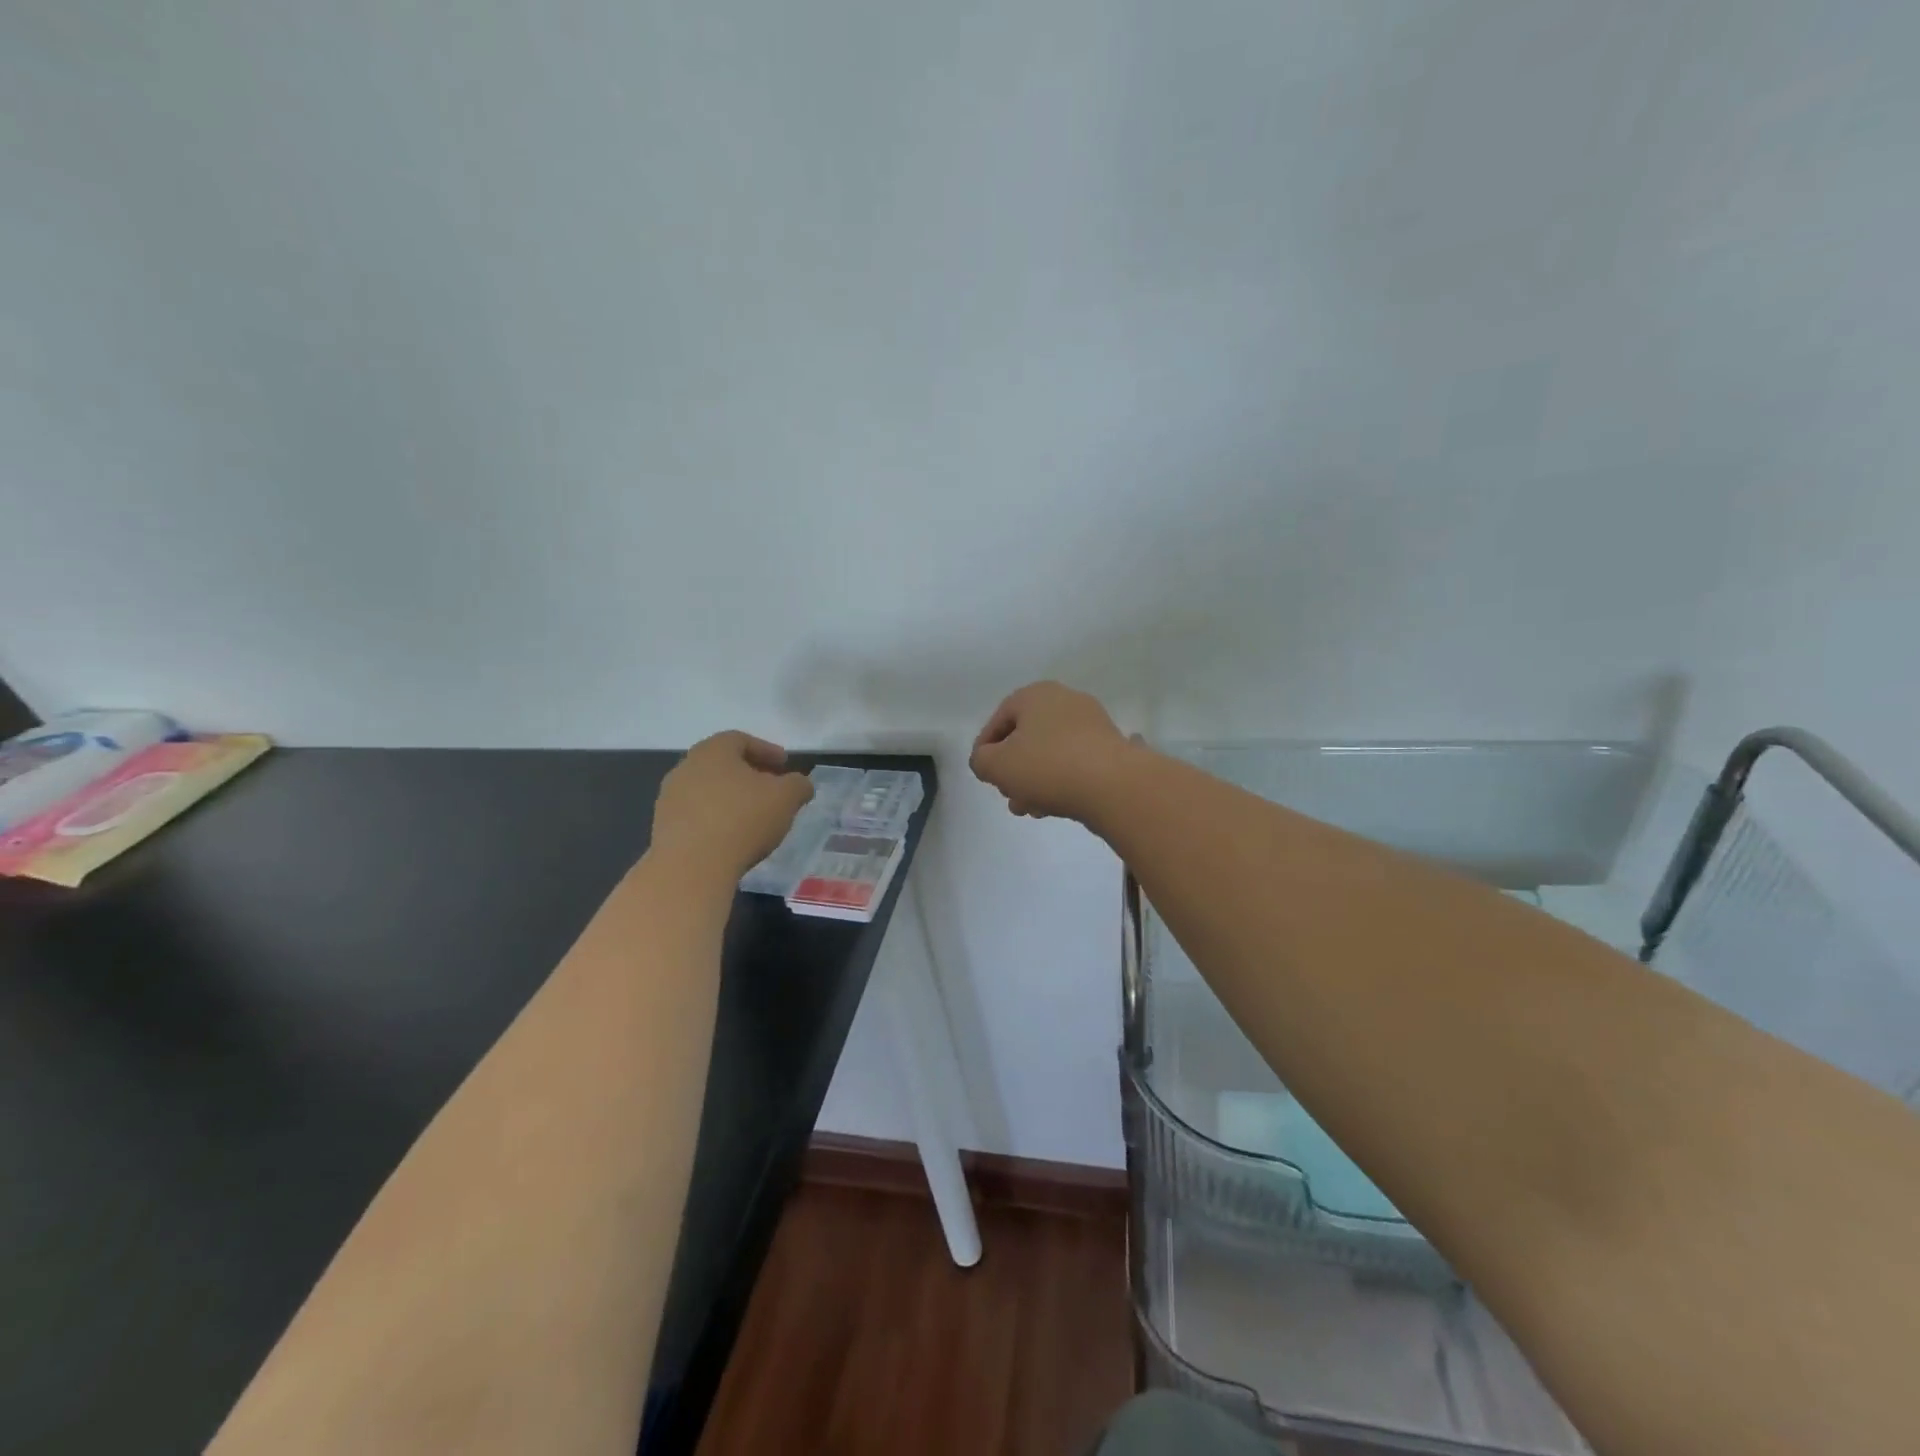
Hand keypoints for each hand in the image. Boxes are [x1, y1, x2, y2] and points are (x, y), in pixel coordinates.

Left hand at [650, 732, 813, 879]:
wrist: (690, 866)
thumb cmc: (742, 820)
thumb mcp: (786, 798)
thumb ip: (798, 784)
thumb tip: (800, 784)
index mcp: (713, 751)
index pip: (741, 740)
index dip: (766, 750)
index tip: (784, 765)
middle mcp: (686, 767)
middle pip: (722, 764)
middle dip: (749, 774)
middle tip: (771, 789)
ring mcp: (670, 798)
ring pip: (708, 790)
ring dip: (731, 798)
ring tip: (753, 817)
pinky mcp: (663, 827)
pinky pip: (696, 815)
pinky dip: (716, 819)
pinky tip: (732, 837)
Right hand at [969, 681, 1131, 821]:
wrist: (1114, 785)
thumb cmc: (1048, 766)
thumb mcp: (997, 766)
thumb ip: (981, 761)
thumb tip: (987, 761)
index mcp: (1036, 695)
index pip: (999, 720)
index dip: (985, 749)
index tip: (984, 775)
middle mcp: (1065, 701)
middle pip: (1026, 738)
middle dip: (1012, 770)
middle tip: (1007, 795)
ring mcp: (1092, 724)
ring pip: (1049, 753)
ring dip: (1034, 781)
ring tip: (1029, 809)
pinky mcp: (1110, 748)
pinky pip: (1074, 762)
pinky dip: (1060, 781)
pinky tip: (1054, 806)